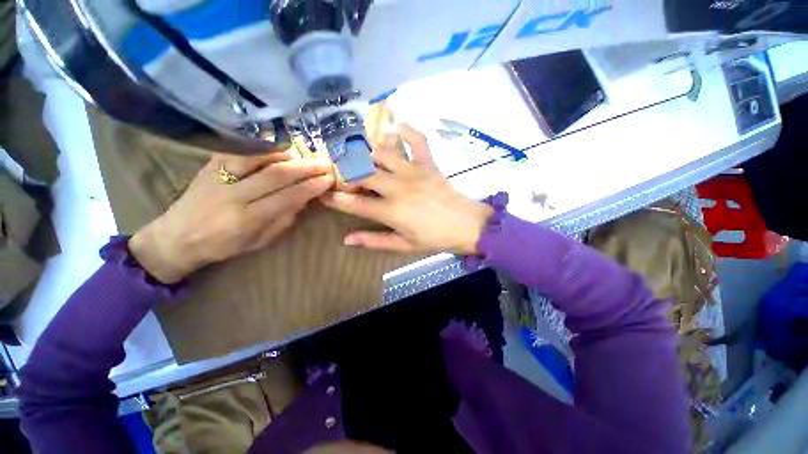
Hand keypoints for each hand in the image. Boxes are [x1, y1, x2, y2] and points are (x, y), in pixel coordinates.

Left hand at [129, 151, 333, 282]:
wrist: (176, 236)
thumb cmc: (223, 245)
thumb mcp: (259, 241)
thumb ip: (284, 220)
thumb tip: (305, 199)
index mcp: (246, 219)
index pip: (287, 197)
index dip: (311, 186)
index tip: (328, 179)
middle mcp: (233, 195)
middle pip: (276, 175)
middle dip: (306, 168)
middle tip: (324, 164)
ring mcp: (219, 176)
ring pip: (258, 158)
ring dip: (287, 155)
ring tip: (305, 156)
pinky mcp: (210, 165)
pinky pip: (241, 151)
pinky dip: (264, 148)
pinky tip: (280, 149)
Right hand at [321, 124, 492, 254]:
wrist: (466, 225)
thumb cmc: (434, 238)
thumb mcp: (403, 245)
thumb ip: (374, 241)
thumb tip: (346, 239)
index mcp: (391, 212)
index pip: (354, 204)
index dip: (336, 199)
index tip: (324, 194)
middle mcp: (398, 188)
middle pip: (362, 174)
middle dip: (346, 174)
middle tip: (341, 176)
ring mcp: (414, 172)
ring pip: (381, 154)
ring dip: (366, 154)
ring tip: (359, 157)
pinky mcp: (428, 163)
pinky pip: (417, 139)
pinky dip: (405, 130)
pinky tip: (394, 128)